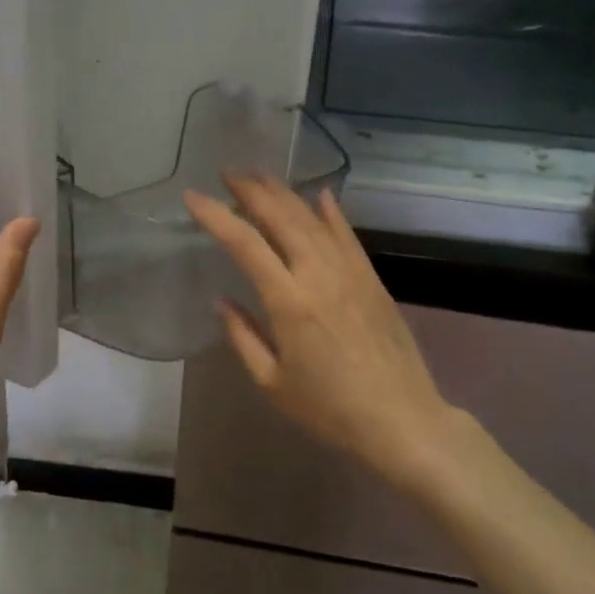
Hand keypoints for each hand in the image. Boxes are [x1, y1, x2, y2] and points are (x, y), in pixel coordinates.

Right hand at [184, 174, 479, 489]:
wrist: (402, 419)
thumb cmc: (329, 409)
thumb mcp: (272, 382)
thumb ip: (243, 336)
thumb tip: (223, 300)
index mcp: (289, 301)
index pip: (244, 243)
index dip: (215, 215)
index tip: (192, 196)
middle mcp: (318, 274)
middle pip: (280, 217)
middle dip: (251, 190)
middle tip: (228, 173)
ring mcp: (349, 272)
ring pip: (312, 218)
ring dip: (284, 193)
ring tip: (260, 176)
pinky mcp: (371, 278)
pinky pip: (347, 235)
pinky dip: (331, 212)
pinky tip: (320, 195)